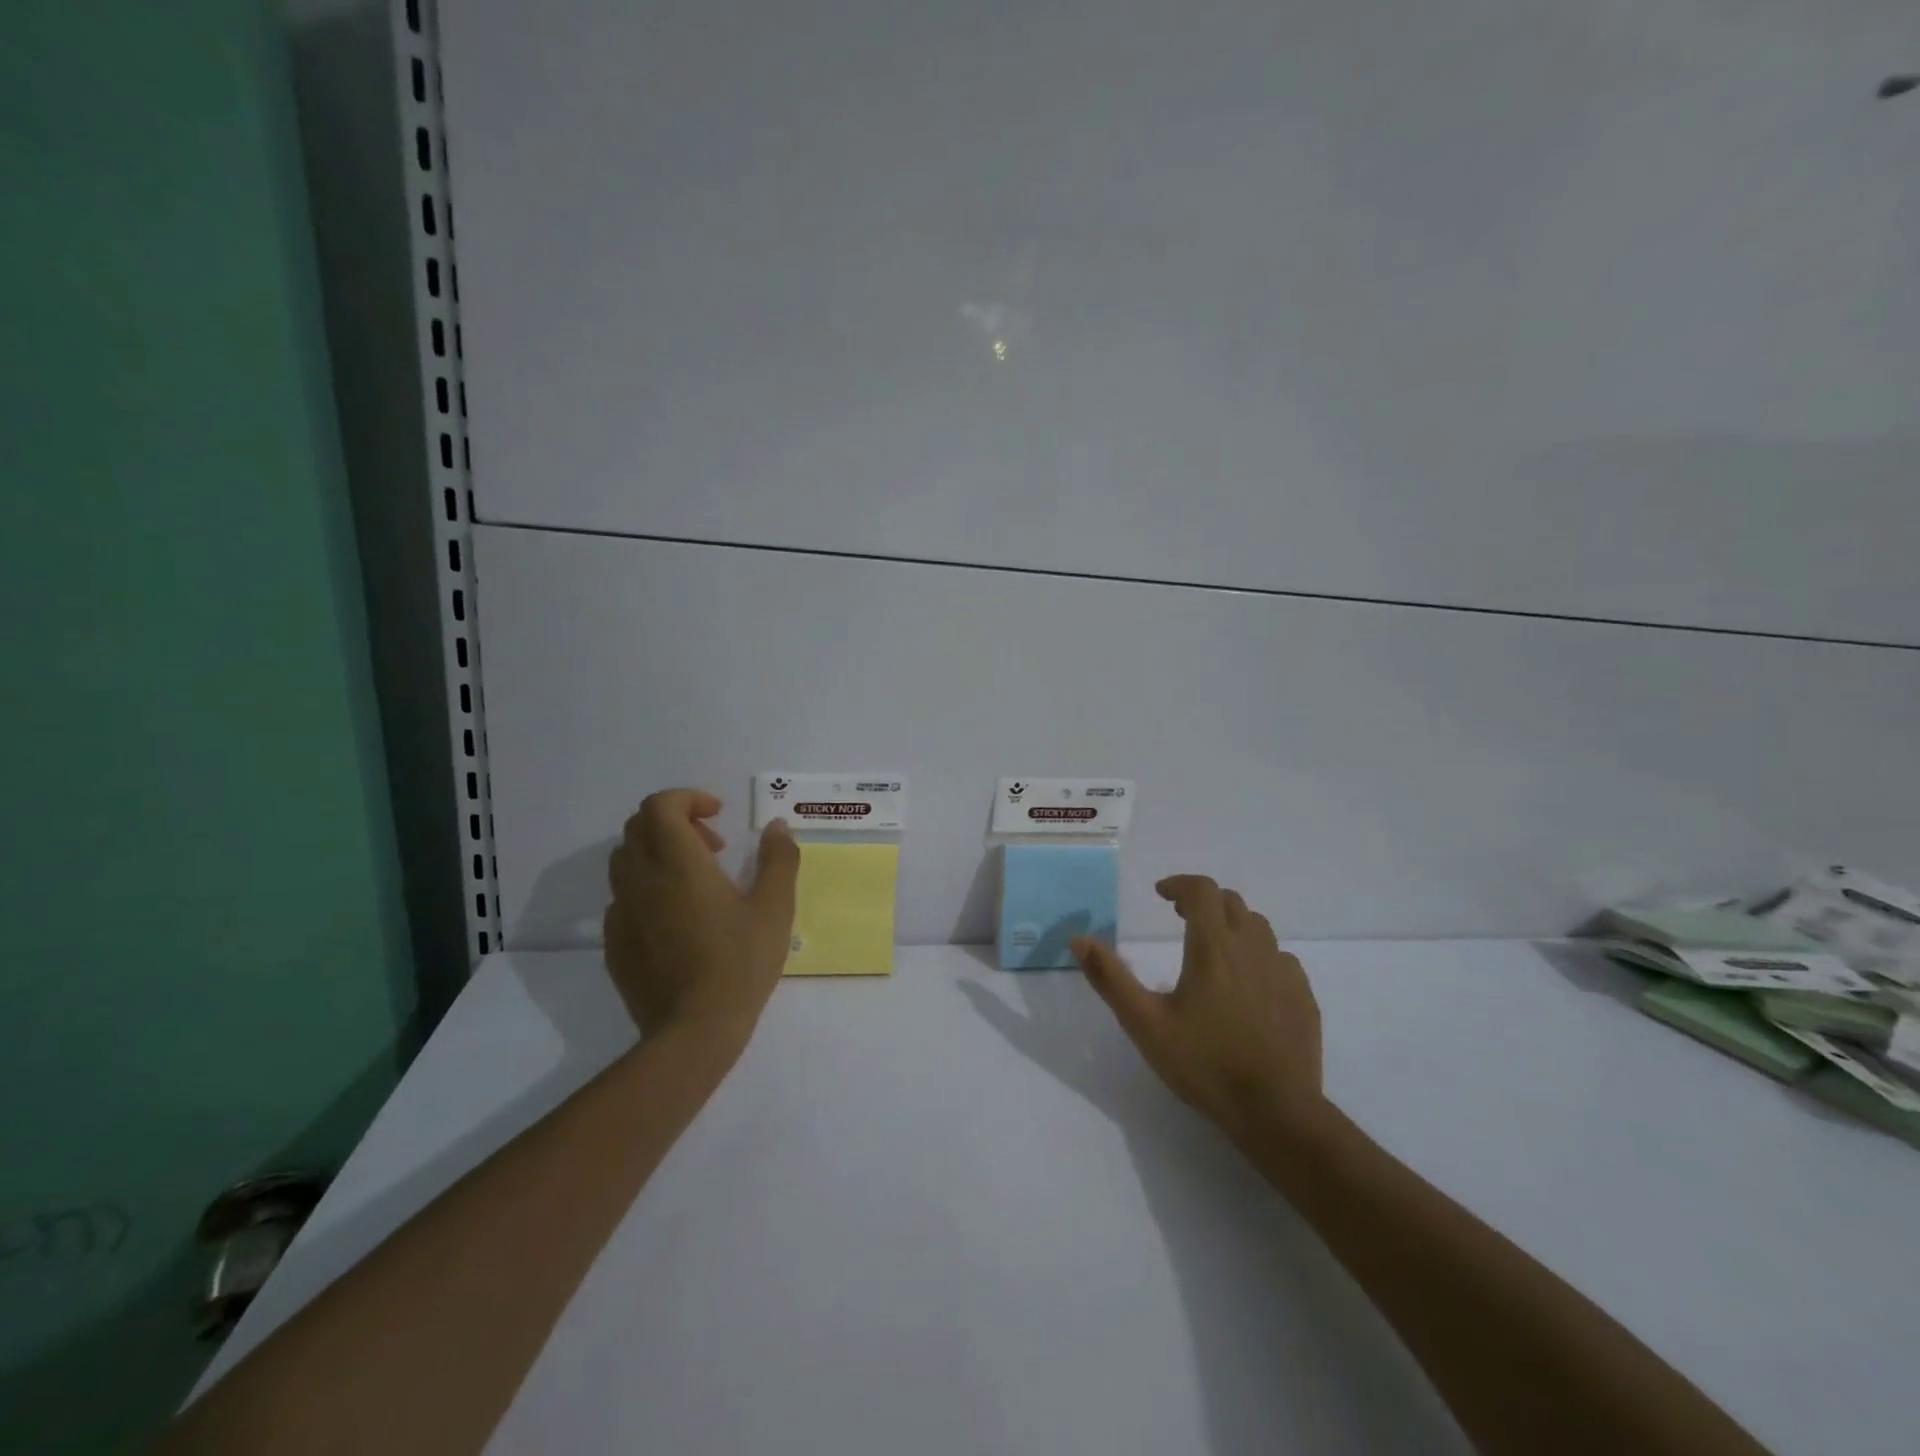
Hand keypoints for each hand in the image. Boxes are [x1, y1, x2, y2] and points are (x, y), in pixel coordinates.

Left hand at [604, 789, 799, 1045]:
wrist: (693, 1031)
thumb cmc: (740, 962)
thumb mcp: (774, 907)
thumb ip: (778, 859)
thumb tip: (777, 827)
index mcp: (677, 863)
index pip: (660, 806)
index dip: (687, 798)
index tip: (718, 815)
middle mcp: (641, 879)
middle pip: (638, 827)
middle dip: (675, 822)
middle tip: (713, 847)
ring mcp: (621, 913)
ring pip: (625, 861)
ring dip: (657, 853)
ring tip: (695, 880)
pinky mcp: (614, 943)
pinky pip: (623, 898)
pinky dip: (647, 889)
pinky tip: (676, 918)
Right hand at [1071, 875, 1324, 1146]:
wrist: (1276, 1112)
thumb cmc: (1204, 1064)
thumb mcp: (1144, 1023)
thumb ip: (1110, 978)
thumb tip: (1078, 939)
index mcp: (1212, 947)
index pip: (1202, 890)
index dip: (1180, 884)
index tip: (1161, 895)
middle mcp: (1252, 948)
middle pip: (1231, 902)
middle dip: (1204, 901)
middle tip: (1181, 918)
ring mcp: (1283, 972)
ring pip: (1259, 927)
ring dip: (1233, 925)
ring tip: (1214, 948)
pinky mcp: (1303, 997)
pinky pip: (1281, 959)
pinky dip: (1259, 956)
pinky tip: (1249, 984)